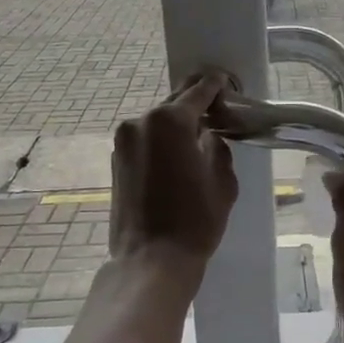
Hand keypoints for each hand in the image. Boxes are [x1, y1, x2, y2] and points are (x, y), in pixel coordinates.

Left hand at [109, 74, 239, 272]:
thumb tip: (209, 136)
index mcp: (170, 121)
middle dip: (196, 104)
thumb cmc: (194, 221)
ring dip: (178, 125)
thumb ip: (218, 147)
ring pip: (158, 122)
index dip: (215, 85)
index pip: (198, 92)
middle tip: (217, 109)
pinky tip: (178, 156)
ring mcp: (123, 142)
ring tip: (199, 136)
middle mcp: (141, 122)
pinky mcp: (116, 161)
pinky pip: (146, 140)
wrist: (151, 260)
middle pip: (174, 103)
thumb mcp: (223, 181)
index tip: (227, 82)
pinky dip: (162, 141)